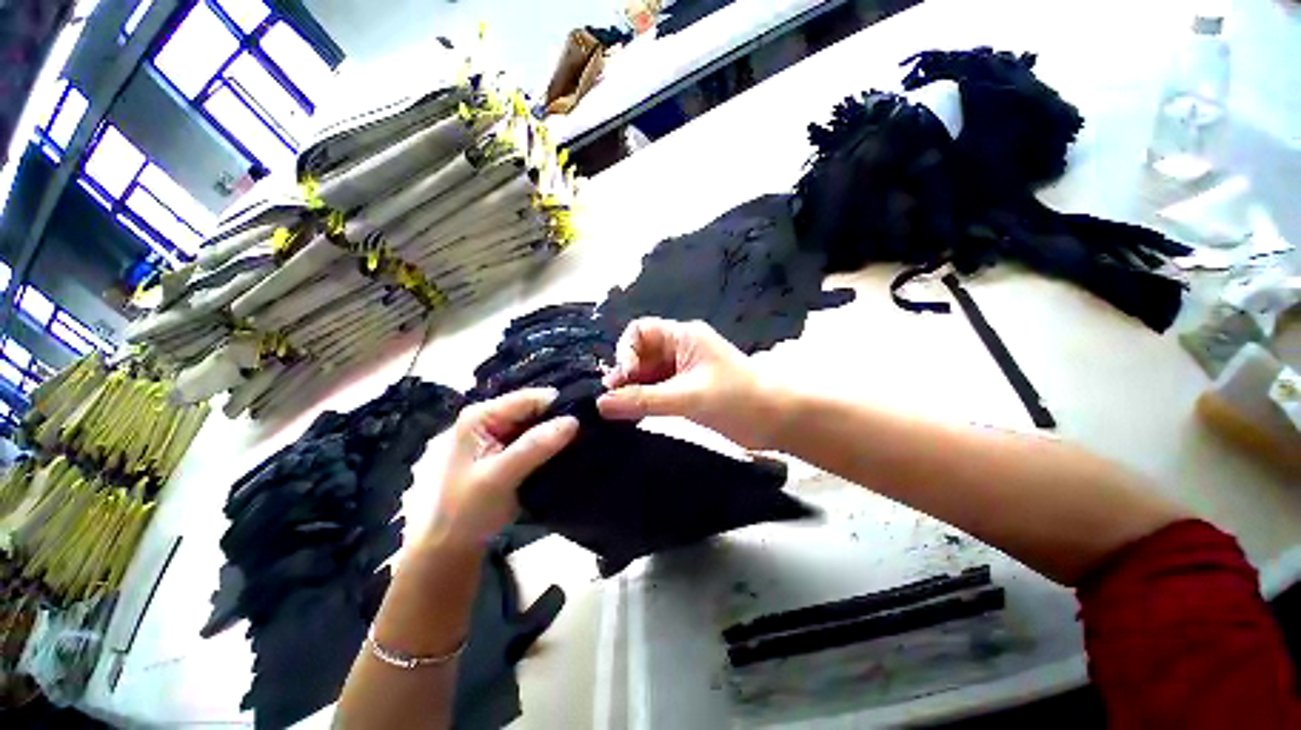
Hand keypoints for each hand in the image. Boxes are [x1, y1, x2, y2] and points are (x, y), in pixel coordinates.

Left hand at [432, 388, 577, 546]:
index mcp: (481, 416)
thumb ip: (534, 447)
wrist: (453, 543)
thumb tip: (573, 420)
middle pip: (537, 407)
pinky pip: (539, 437)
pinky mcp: (511, 448)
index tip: (586, 420)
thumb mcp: (499, 478)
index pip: (530, 398)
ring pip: (540, 422)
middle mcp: (492, 417)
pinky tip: (571, 450)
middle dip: (560, 418)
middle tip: (588, 432)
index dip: (559, 405)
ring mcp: (501, 432)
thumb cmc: (467, 510)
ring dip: (559, 432)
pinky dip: (554, 443)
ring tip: (585, 440)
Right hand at [597, 318, 787, 449]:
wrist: (777, 420)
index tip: (622, 378)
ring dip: (633, 390)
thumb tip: (600, 403)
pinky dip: (645, 401)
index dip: (625, 351)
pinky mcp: (687, 391)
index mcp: (683, 336)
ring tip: (619, 411)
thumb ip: (644, 400)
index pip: (640, 331)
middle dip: (626, 375)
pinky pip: (658, 391)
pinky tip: (634, 416)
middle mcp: (680, 349)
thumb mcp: (688, 397)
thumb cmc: (737, 398)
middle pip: (640, 354)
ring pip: (648, 375)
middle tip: (612, 400)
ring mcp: (683, 371)